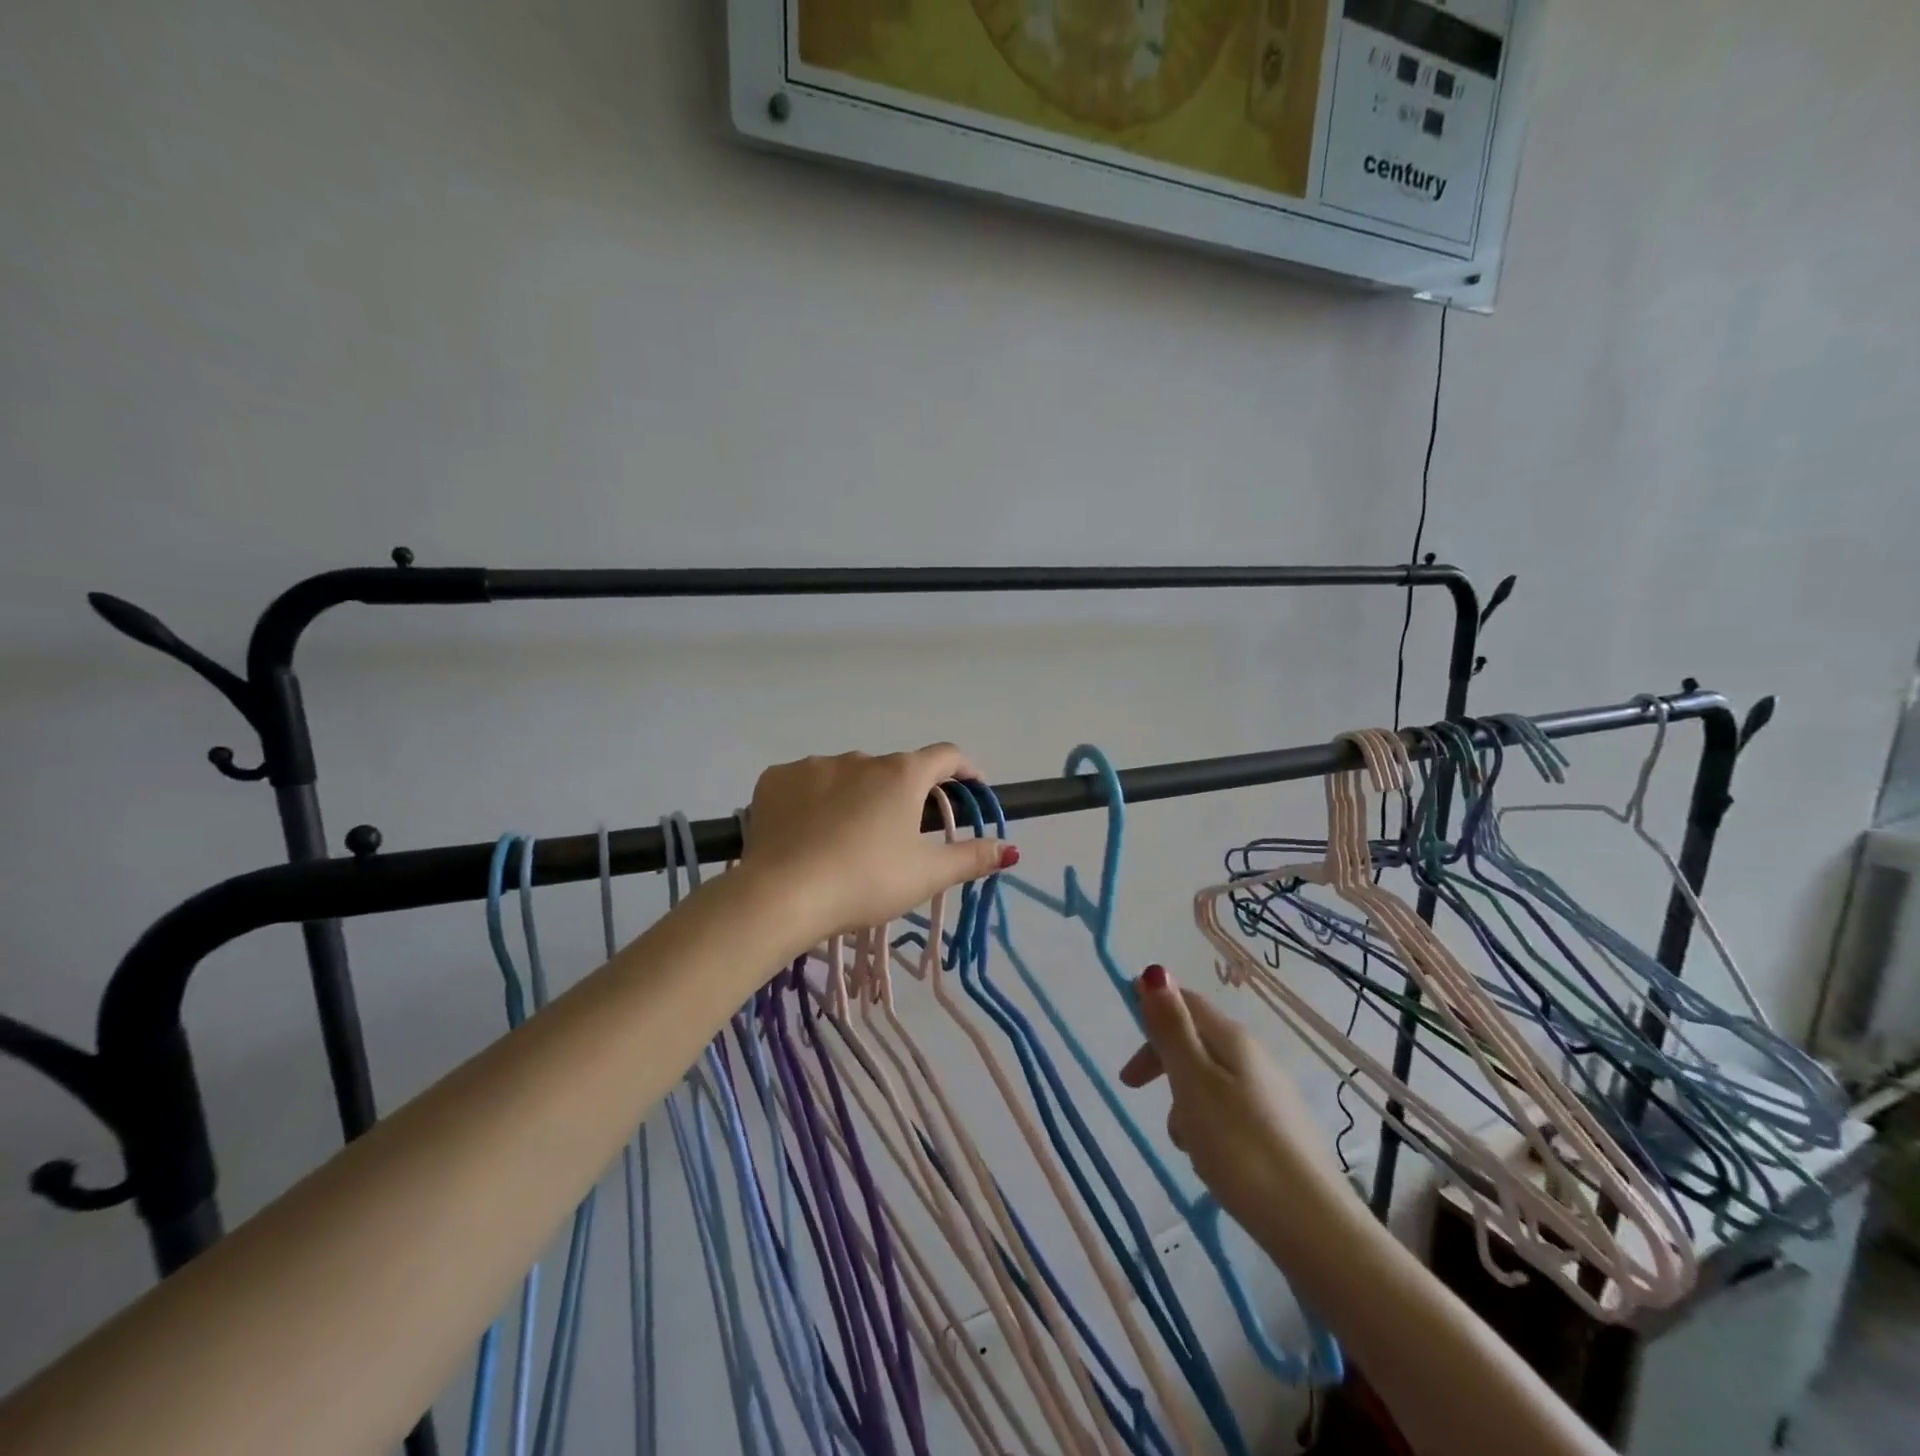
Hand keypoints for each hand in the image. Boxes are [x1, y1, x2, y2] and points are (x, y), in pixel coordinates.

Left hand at [739, 745, 1013, 945]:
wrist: (782, 895)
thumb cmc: (866, 881)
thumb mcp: (927, 875)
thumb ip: (971, 858)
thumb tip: (1009, 848)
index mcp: (902, 774)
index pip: (945, 756)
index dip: (964, 769)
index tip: (970, 788)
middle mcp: (859, 758)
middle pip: (892, 770)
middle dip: (902, 795)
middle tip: (898, 836)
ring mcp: (813, 765)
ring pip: (846, 776)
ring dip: (855, 797)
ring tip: (845, 840)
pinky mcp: (775, 780)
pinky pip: (803, 784)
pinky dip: (812, 802)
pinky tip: (806, 833)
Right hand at [1120, 966, 1356, 1239]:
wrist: (1314, 1227)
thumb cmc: (1240, 1147)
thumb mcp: (1193, 1081)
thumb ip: (1172, 1028)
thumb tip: (1155, 970)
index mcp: (1232, 1039)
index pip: (1185, 1002)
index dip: (1151, 1011)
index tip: (1125, 1039)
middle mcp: (1255, 1057)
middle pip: (1196, 1041)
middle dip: (1162, 1060)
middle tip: (1133, 1089)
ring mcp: (1271, 1095)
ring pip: (1210, 1080)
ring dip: (1184, 1100)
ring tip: (1184, 1142)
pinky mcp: (1280, 1132)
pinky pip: (1229, 1111)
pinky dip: (1208, 1124)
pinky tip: (1212, 1160)